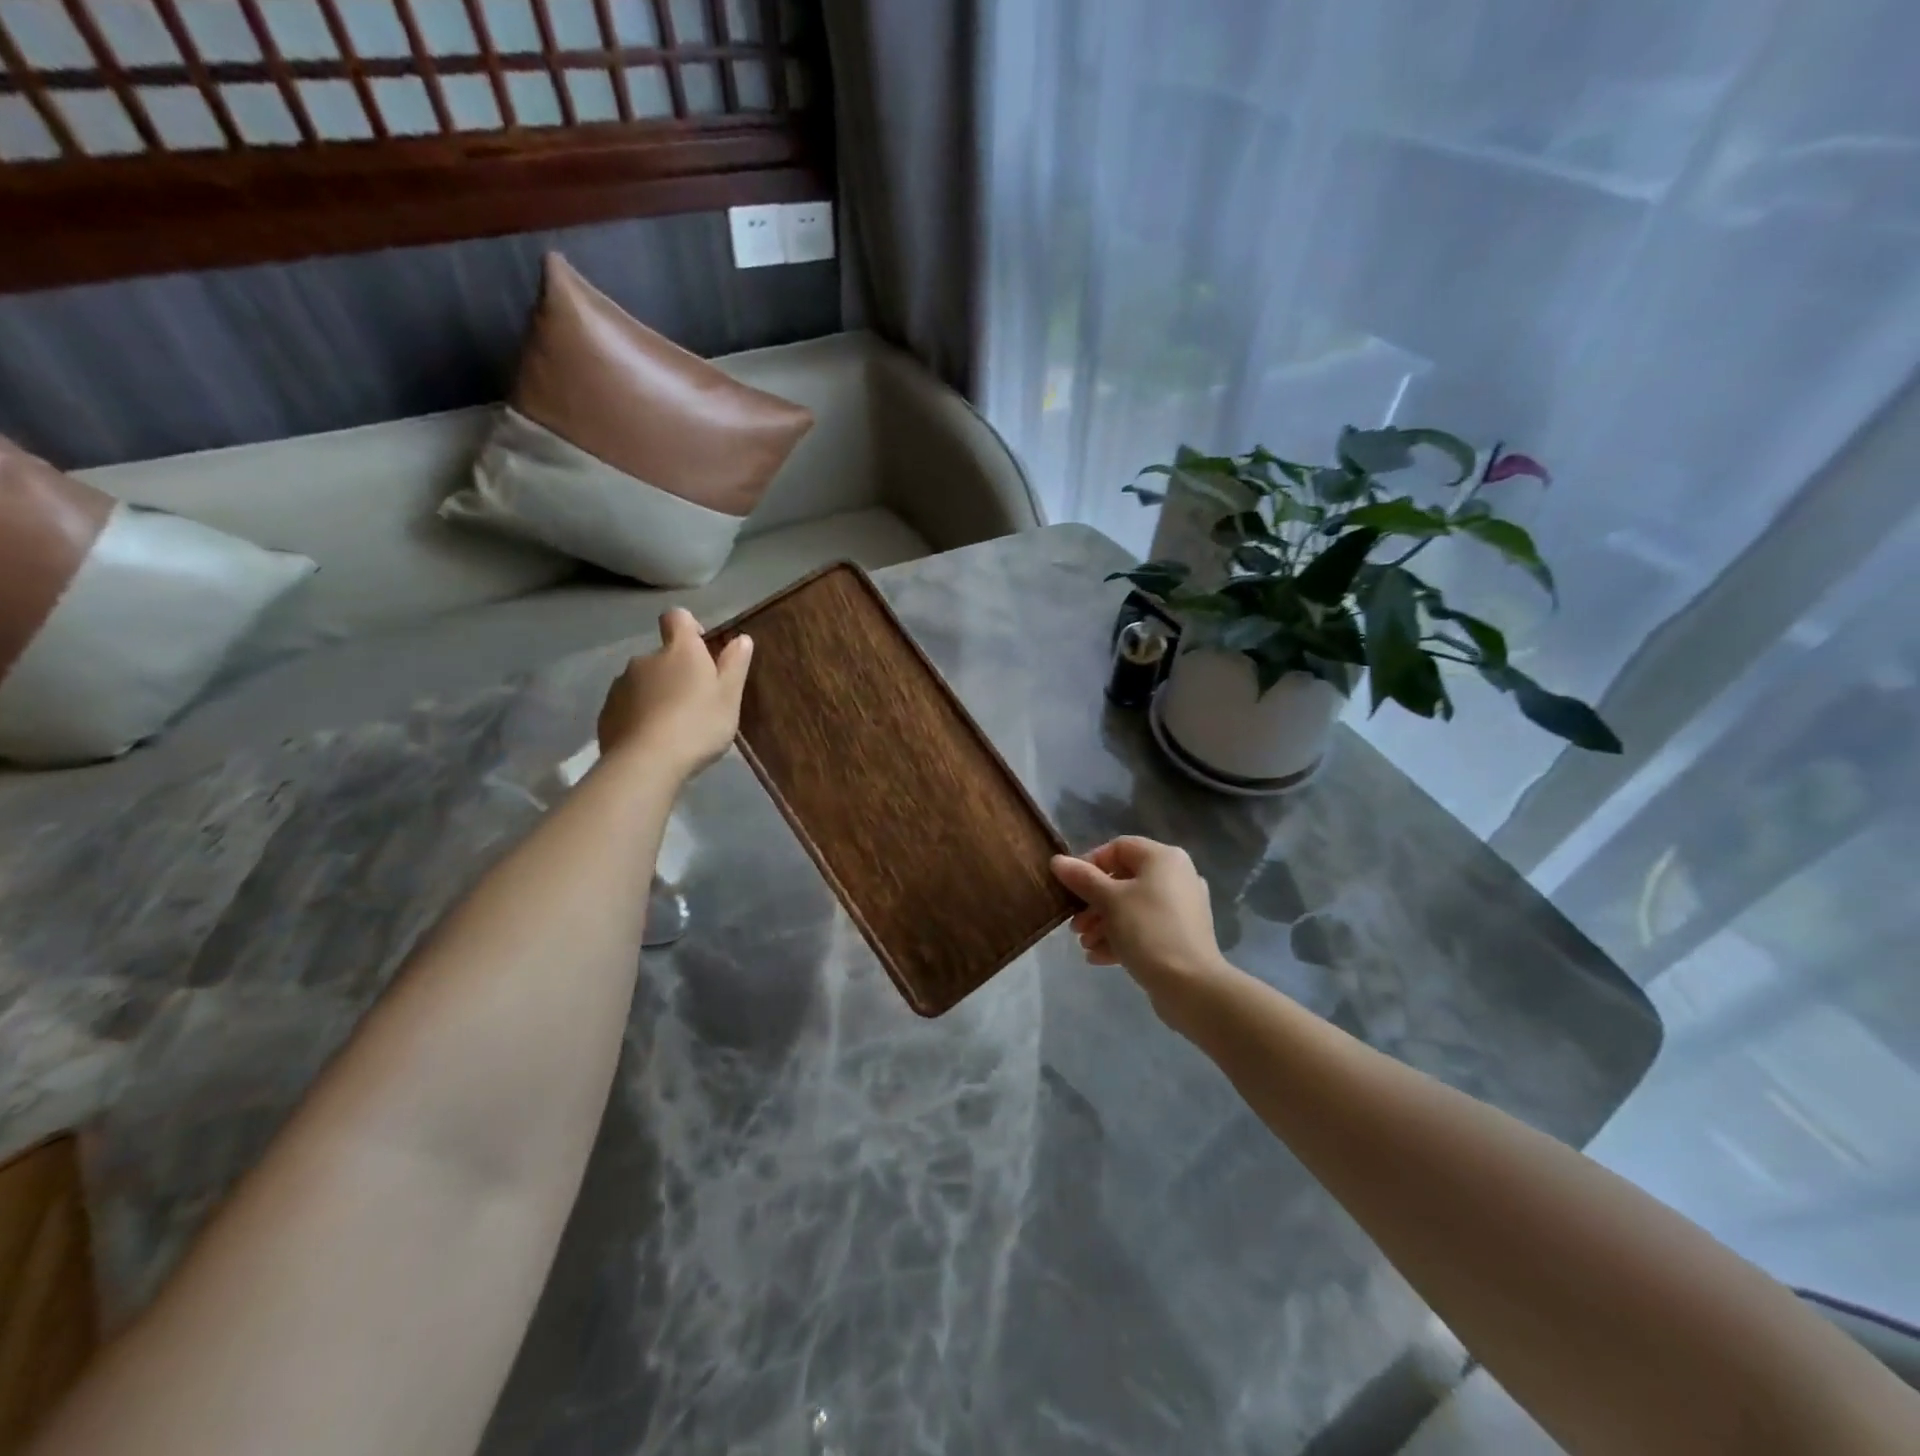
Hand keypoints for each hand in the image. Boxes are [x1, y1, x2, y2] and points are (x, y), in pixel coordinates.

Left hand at [597, 608, 751, 777]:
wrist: (646, 763)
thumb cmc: (697, 725)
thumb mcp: (729, 697)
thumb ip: (735, 665)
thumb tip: (741, 638)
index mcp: (679, 651)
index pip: (677, 617)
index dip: (689, 627)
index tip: (702, 649)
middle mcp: (645, 659)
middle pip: (662, 655)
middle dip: (675, 671)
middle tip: (695, 702)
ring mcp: (621, 685)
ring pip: (643, 681)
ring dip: (656, 694)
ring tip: (672, 726)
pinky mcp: (606, 712)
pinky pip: (627, 706)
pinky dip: (639, 715)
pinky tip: (652, 740)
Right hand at [1051, 837, 1235, 1023]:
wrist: (1191, 986)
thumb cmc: (1148, 931)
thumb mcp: (1109, 901)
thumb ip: (1082, 878)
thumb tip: (1057, 861)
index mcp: (1163, 858)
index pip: (1118, 848)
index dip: (1090, 864)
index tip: (1070, 888)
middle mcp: (1177, 876)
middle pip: (1123, 880)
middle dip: (1094, 903)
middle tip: (1076, 925)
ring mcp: (1182, 908)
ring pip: (1132, 907)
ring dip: (1103, 923)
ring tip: (1085, 945)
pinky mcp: (1182, 935)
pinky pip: (1146, 927)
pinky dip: (1122, 937)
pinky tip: (1098, 958)